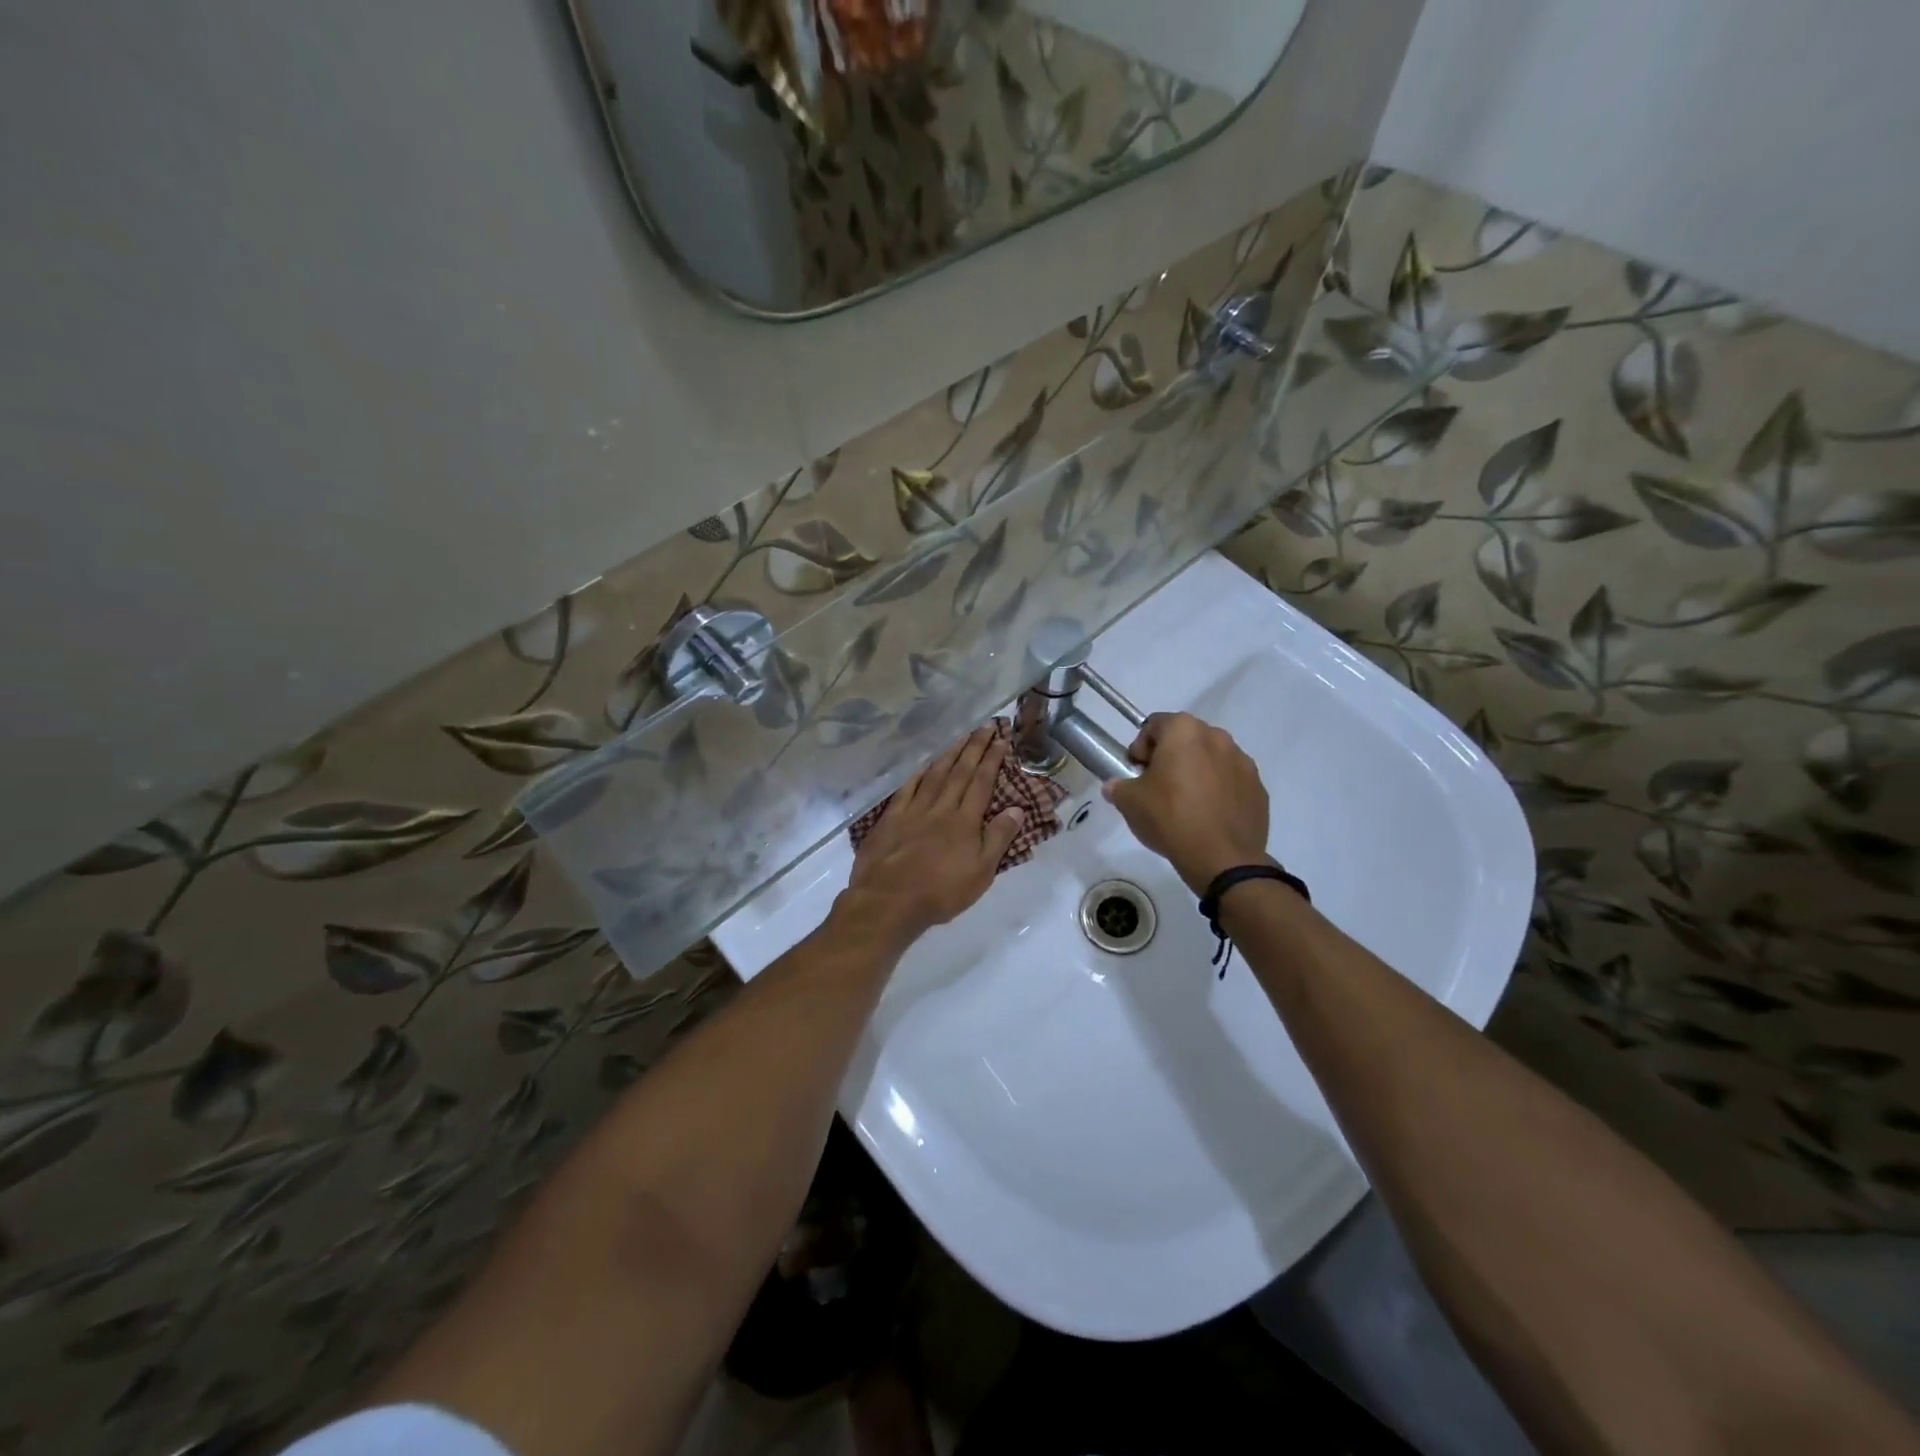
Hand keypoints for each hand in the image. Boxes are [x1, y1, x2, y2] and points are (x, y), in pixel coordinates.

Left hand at [833, 726, 1026, 953]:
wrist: (889, 900)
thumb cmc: (941, 892)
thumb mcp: (981, 872)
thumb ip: (998, 838)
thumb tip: (1016, 808)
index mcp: (965, 820)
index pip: (981, 782)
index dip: (992, 759)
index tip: (1001, 739)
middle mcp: (941, 807)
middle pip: (960, 771)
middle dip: (974, 747)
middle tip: (985, 725)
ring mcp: (913, 810)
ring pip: (935, 774)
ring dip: (949, 753)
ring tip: (961, 735)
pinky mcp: (891, 818)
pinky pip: (907, 788)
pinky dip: (918, 773)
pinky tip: (924, 764)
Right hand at [1104, 712, 1270, 893]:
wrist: (1222, 858)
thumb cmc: (1170, 818)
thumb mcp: (1129, 801)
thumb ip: (1118, 786)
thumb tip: (1115, 786)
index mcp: (1184, 731)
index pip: (1153, 726)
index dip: (1140, 748)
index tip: (1136, 773)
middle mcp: (1217, 737)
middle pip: (1185, 739)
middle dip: (1170, 757)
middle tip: (1158, 787)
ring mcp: (1243, 762)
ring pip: (1211, 759)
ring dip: (1196, 772)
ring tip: (1186, 804)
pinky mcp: (1258, 788)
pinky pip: (1231, 781)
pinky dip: (1219, 790)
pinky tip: (1208, 816)